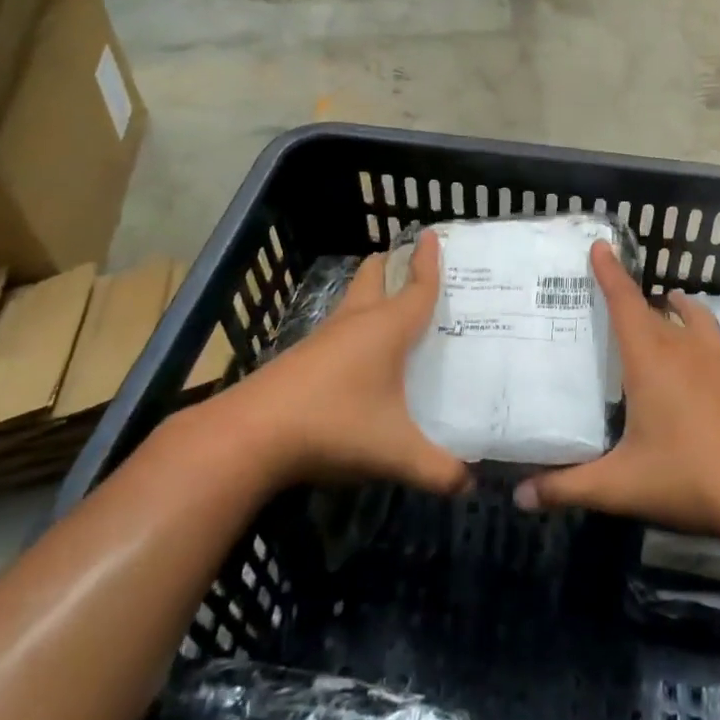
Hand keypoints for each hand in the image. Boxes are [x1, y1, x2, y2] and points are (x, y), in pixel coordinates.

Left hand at [222, 231, 469, 495]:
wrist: (249, 436)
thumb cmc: (334, 426)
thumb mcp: (395, 452)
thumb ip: (438, 470)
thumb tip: (470, 486)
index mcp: (386, 329)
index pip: (417, 287)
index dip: (429, 262)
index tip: (432, 233)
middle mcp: (355, 323)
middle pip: (374, 278)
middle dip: (392, 265)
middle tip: (410, 262)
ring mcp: (323, 339)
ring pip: (352, 302)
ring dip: (371, 295)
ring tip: (392, 309)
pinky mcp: (301, 360)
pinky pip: (338, 330)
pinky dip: (354, 328)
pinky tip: (360, 357)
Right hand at [514, 241, 719, 537]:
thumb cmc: (685, 477)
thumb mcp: (617, 485)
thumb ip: (565, 487)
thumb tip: (519, 495)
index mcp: (649, 362)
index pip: (624, 306)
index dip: (610, 275)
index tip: (600, 247)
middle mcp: (684, 354)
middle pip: (657, 315)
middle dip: (636, 300)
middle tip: (618, 296)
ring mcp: (719, 368)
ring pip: (702, 325)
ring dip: (686, 311)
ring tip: (675, 301)